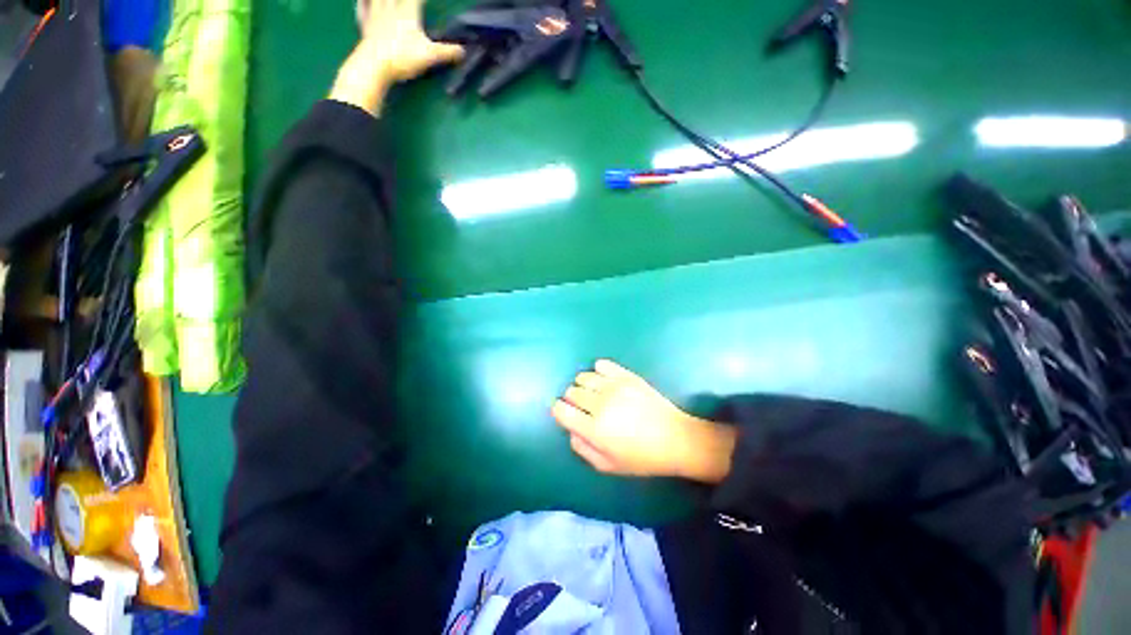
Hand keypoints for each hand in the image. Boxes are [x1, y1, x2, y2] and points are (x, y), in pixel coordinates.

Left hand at [331, 0, 464, 114]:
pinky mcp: (365, 27)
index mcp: (407, 13)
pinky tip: (363, 1)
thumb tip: (464, 52)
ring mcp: (376, 16)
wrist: (375, 65)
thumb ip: (447, 53)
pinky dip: (362, 3)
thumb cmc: (403, 58)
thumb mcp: (430, 56)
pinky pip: (362, 10)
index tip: (427, 0)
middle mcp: (391, 9)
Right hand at [551, 360, 736, 481]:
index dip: (558, 410)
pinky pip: (602, 364)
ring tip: (594, 394)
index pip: (561, 410)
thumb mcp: (608, 465)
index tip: (564, 413)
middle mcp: (600, 404)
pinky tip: (604, 382)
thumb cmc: (641, 457)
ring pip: (583, 376)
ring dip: (583, 385)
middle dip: (572, 400)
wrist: (676, 438)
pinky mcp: (626, 376)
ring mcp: (614, 387)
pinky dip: (597, 371)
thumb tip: (570, 429)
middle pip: (571, 392)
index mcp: (594, 429)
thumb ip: (582, 448)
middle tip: (584, 409)